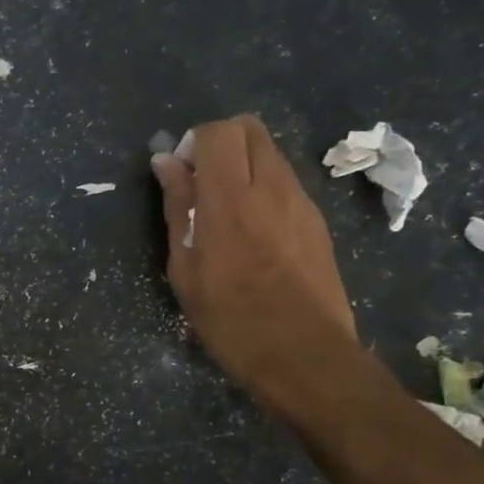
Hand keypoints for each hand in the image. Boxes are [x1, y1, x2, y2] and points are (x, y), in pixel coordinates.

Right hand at [151, 115, 357, 400]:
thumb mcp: (186, 268)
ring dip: (242, 165)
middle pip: (249, 128)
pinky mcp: (317, 220)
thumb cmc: (231, 318)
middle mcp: (271, 187)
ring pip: (270, 153)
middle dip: (220, 143)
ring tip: (225, 211)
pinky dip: (263, 187)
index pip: (217, 132)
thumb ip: (178, 207)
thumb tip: (166, 163)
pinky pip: (285, 181)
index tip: (181, 174)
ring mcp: (301, 201)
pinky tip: (253, 232)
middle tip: (202, 182)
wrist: (304, 355)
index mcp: (231, 199)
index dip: (193, 142)